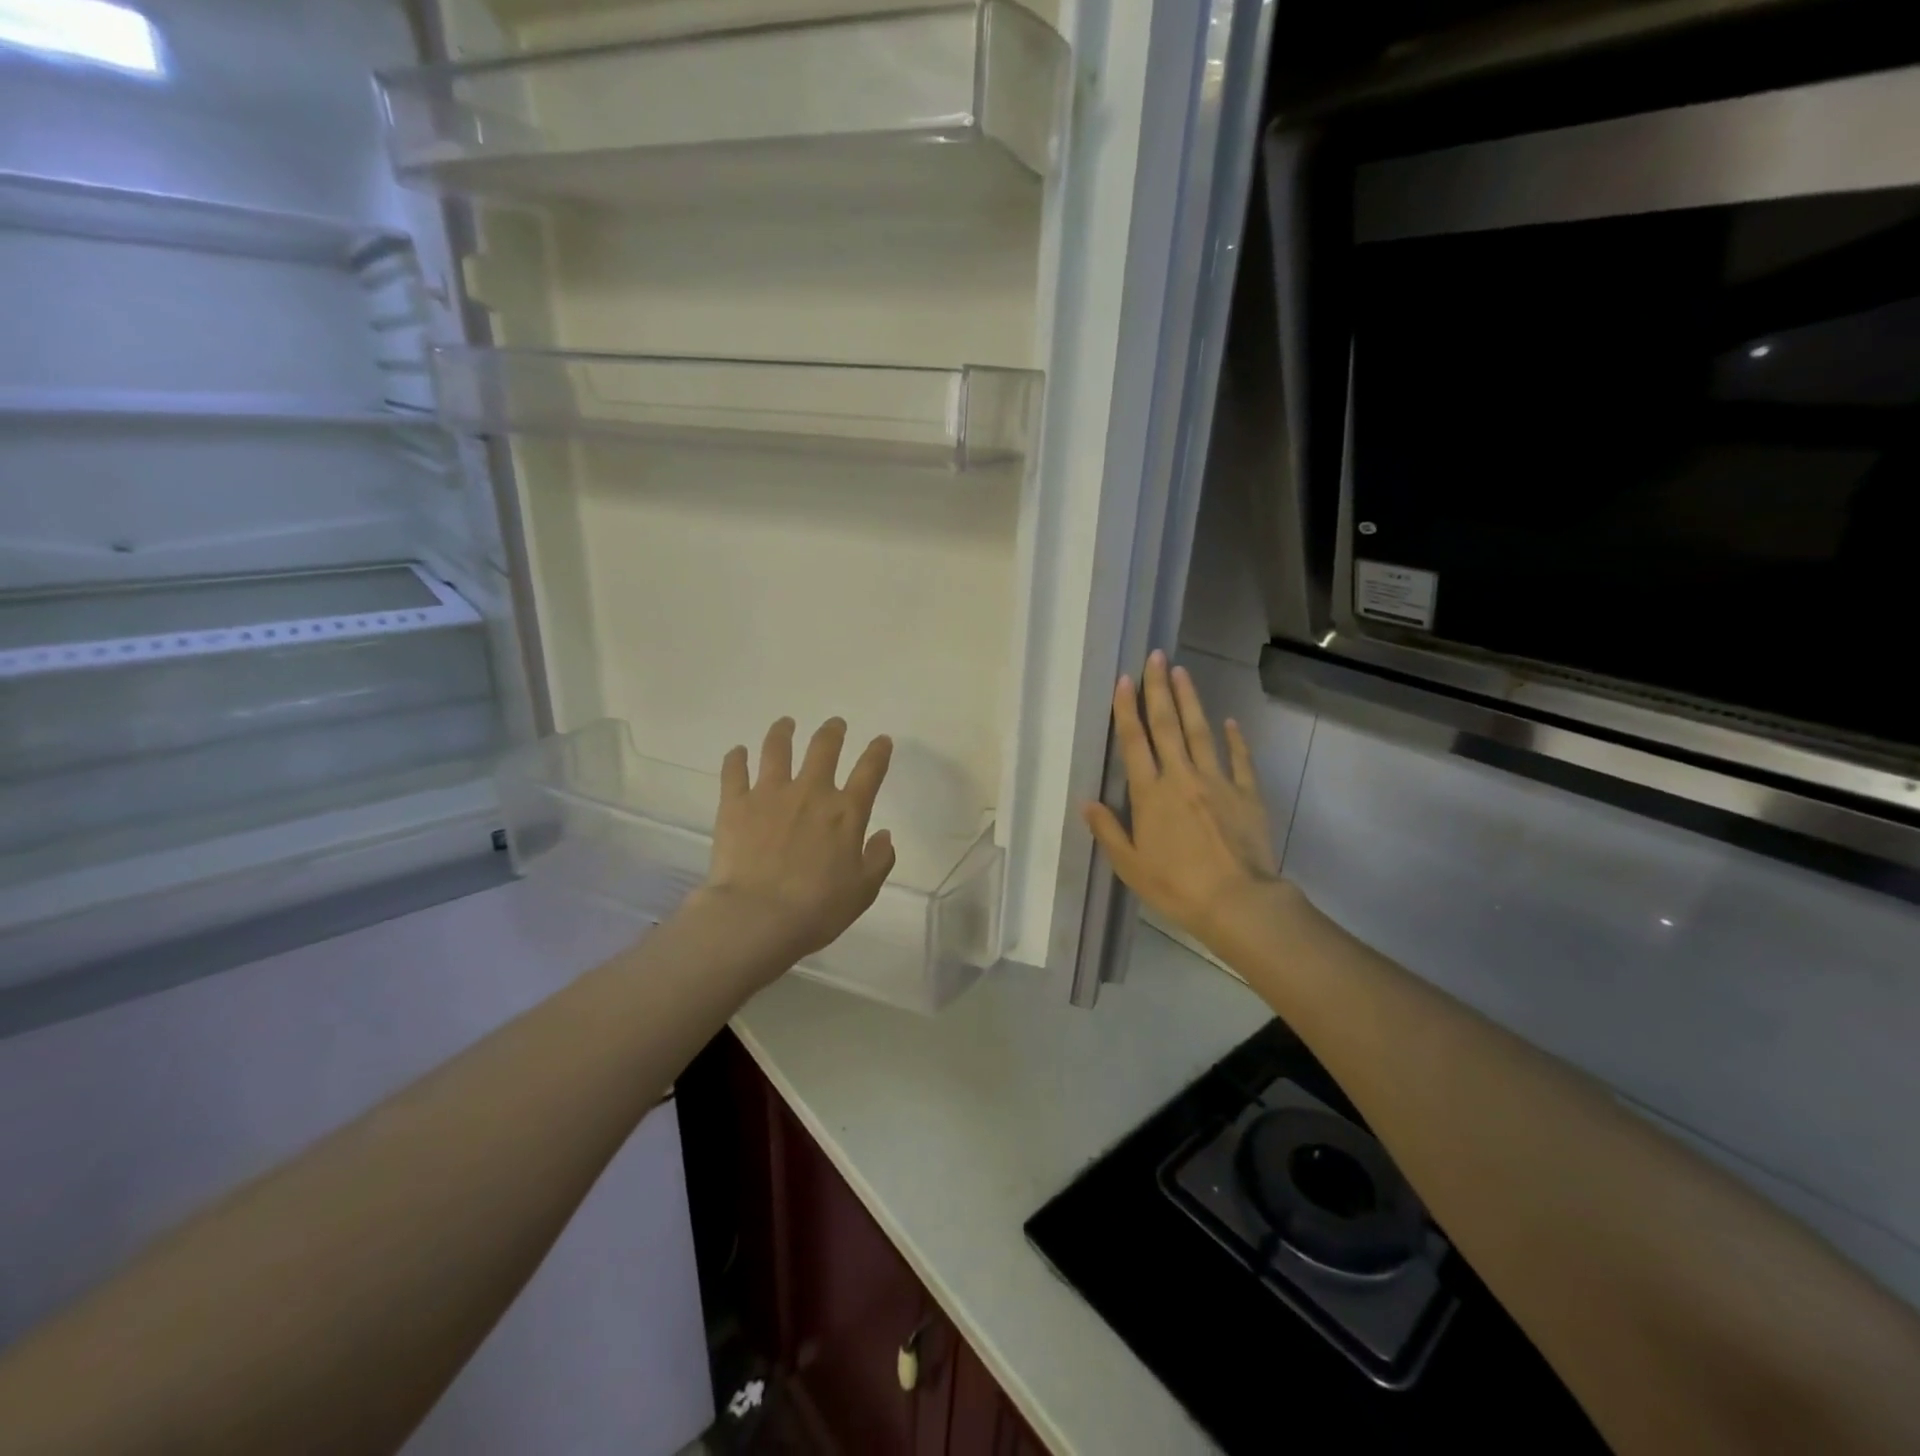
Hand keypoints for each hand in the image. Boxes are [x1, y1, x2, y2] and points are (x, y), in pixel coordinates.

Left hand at [692, 716, 895, 975]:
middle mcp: (810, 792)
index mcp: (846, 812)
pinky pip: (734, 771)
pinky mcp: (735, 804)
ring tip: (785, 723)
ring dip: (783, 732)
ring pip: (777, 749)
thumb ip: (878, 859)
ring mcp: (770, 794)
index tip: (881, 740)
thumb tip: (884, 835)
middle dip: (833, 732)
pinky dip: (736, 758)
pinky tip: (737, 752)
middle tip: (835, 725)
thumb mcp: (863, 891)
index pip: (869, 771)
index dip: (878, 752)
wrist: (757, 917)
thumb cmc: (817, 909)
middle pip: (824, 747)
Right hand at [1083, 651, 1283, 953]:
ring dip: (1190, 701)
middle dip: (1159, 689)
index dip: (1127, 709)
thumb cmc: (1175, 887)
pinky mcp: (1247, 794)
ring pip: (1201, 732)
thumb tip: (1087, 802)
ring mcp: (1217, 782)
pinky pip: (1240, 760)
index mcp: (1150, 794)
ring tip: (1183, 672)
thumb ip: (1108, 830)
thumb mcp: (1130, 865)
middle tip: (1156, 657)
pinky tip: (1230, 721)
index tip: (1124, 680)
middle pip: (1167, 725)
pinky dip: (1235, 739)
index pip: (1134, 742)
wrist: (1236, 902)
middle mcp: (1181, 777)